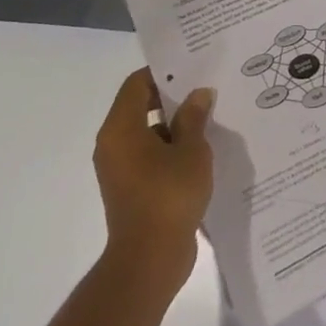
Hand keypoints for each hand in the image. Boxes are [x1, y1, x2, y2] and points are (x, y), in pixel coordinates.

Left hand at [93, 70, 214, 291]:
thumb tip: (199, 94)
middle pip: (141, 106)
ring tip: (211, 116)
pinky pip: (151, 155)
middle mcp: (113, 145)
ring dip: (176, 124)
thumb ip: (194, 118)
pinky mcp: (132, 188)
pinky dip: (172, 148)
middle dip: (174, 97)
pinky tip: (203, 149)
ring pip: (148, 132)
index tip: (193, 66)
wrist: (150, 260)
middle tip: (207, 87)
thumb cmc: (168, 196)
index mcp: (121, 129)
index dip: (164, 73)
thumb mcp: (191, 150)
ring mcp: (121, 169)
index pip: (137, 84)